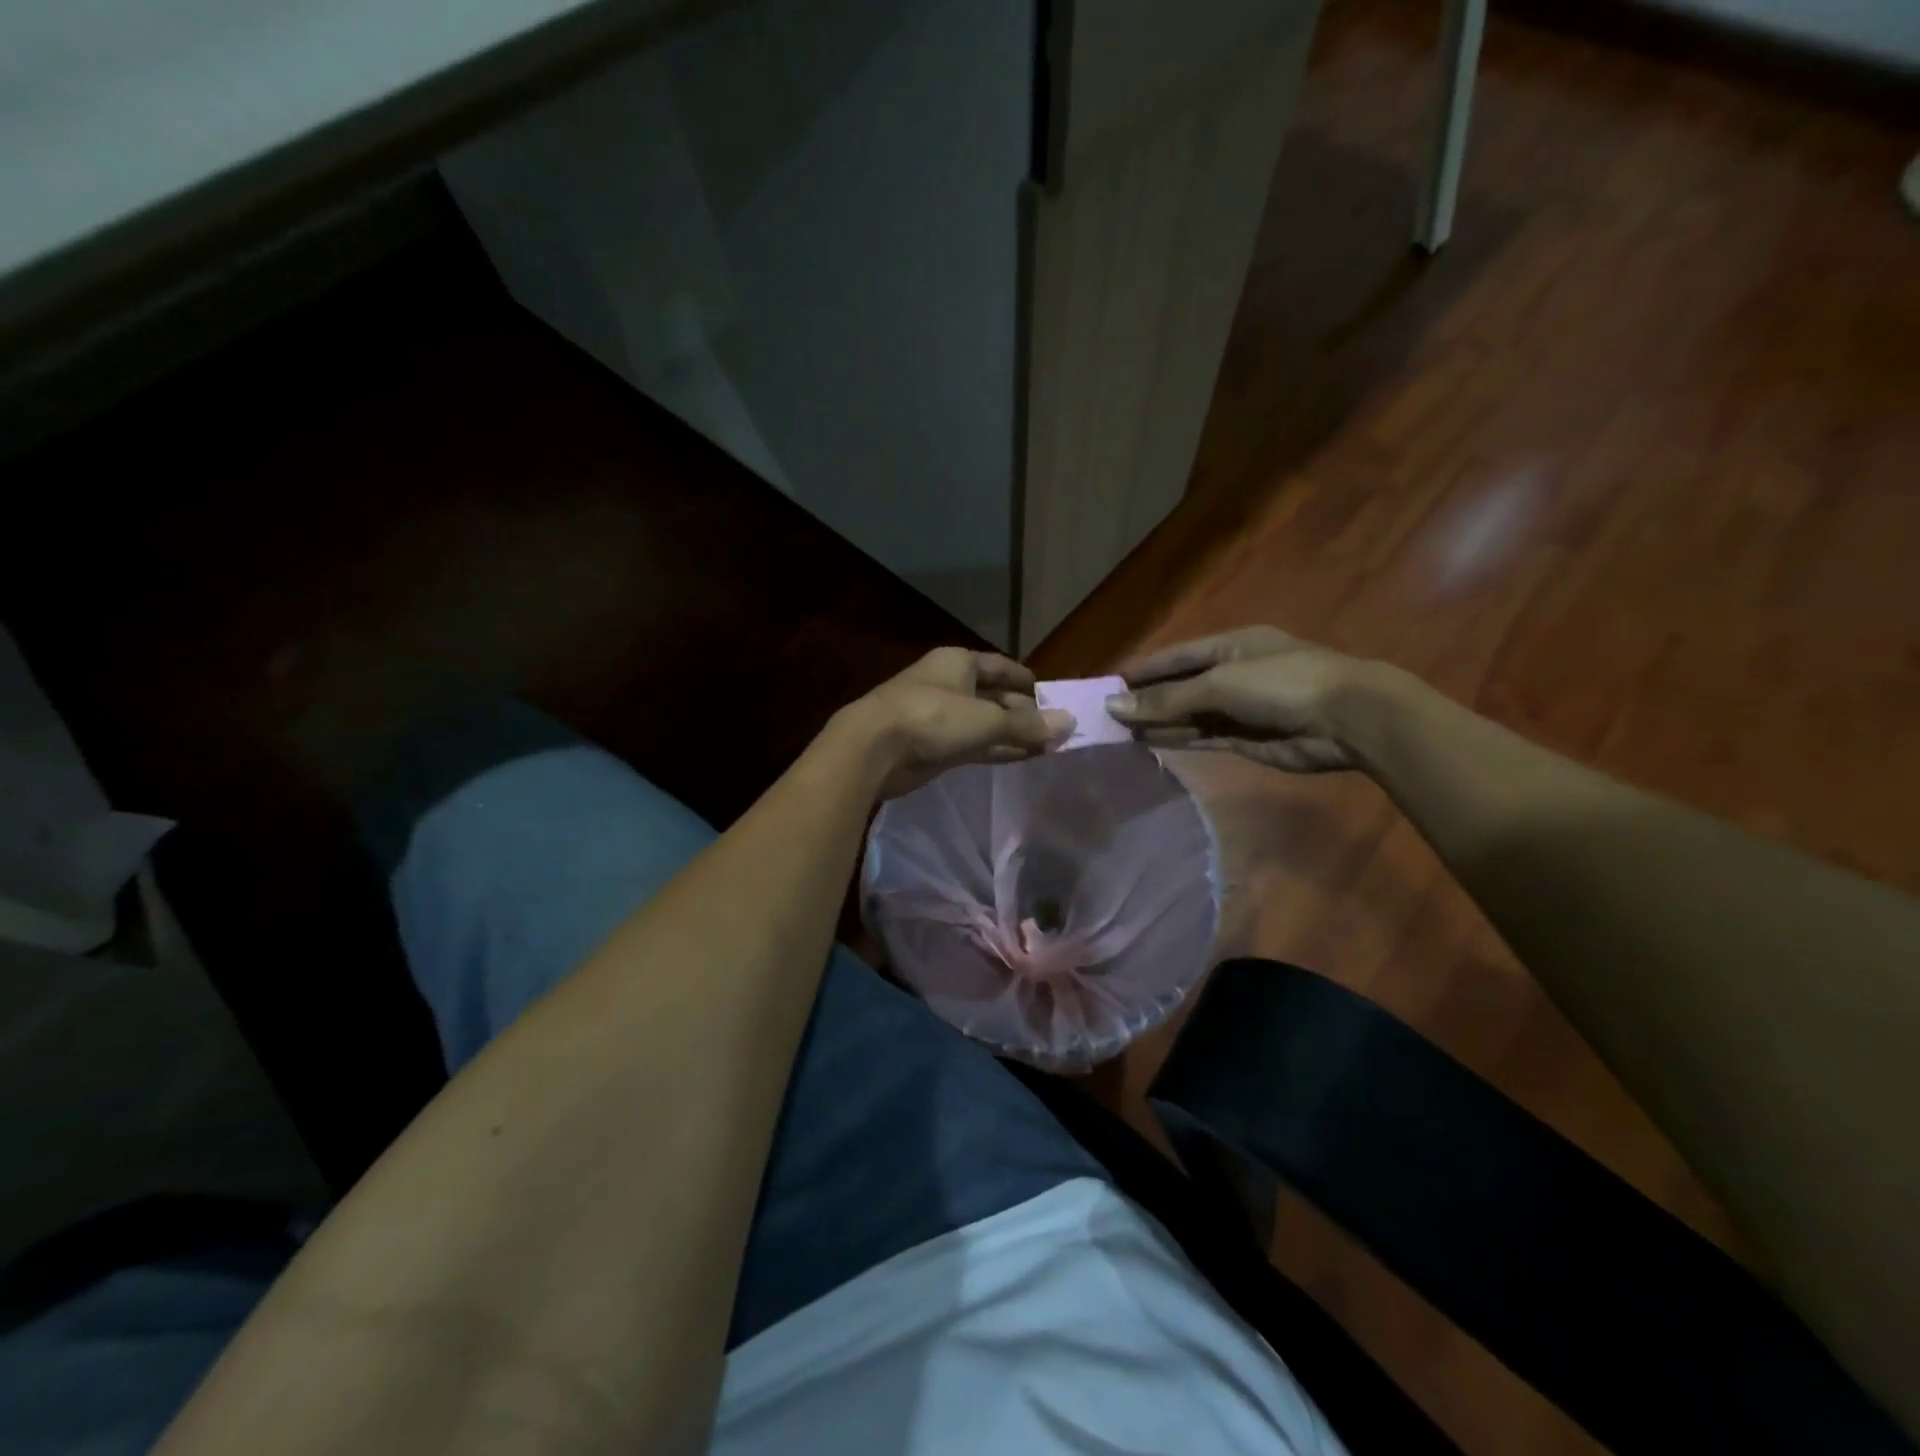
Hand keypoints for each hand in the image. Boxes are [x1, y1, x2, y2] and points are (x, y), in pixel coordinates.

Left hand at [842, 647, 1073, 798]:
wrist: (874, 749)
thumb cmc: (932, 718)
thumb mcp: (987, 720)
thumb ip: (1027, 725)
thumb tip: (1069, 723)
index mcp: (958, 663)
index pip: (1000, 666)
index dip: (1024, 679)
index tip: (1049, 694)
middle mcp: (949, 684)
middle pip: (993, 696)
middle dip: (1022, 712)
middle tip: (1054, 729)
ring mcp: (938, 716)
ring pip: (983, 723)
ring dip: (1011, 734)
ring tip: (1045, 748)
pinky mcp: (931, 745)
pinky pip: (972, 744)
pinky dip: (994, 749)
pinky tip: (1019, 758)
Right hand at [1106, 626, 1383, 772]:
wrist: (1348, 719)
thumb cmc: (1282, 684)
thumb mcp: (1219, 684)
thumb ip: (1167, 699)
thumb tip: (1115, 705)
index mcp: (1231, 645)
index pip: (1177, 656)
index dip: (1144, 668)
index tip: (1108, 682)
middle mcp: (1234, 674)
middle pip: (1181, 687)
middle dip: (1147, 699)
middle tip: (1106, 714)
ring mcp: (1242, 708)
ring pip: (1190, 715)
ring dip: (1159, 722)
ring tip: (1120, 732)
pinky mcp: (1248, 739)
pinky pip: (1204, 737)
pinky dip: (1179, 739)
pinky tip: (1150, 742)